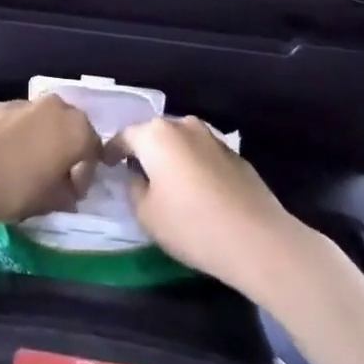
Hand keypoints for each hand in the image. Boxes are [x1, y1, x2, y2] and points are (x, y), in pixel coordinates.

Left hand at [0, 96, 102, 225]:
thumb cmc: (16, 187)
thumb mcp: (50, 201)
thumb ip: (66, 194)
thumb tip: (68, 192)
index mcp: (76, 128)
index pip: (93, 151)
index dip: (84, 175)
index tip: (72, 195)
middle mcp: (56, 106)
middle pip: (69, 128)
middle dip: (65, 150)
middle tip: (55, 177)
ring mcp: (25, 102)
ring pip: (43, 121)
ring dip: (41, 140)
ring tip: (28, 166)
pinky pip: (18, 121)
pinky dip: (18, 135)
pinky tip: (5, 157)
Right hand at [111, 117, 304, 296]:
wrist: (257, 238)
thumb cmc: (192, 225)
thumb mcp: (147, 214)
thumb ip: (134, 189)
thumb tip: (137, 177)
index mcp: (156, 135)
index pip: (124, 136)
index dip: (112, 151)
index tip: (106, 165)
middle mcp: (183, 125)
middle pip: (154, 134)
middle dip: (143, 151)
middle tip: (135, 173)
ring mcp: (212, 136)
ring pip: (180, 142)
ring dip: (170, 157)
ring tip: (166, 182)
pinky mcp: (234, 153)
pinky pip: (202, 153)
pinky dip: (193, 165)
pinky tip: (196, 189)